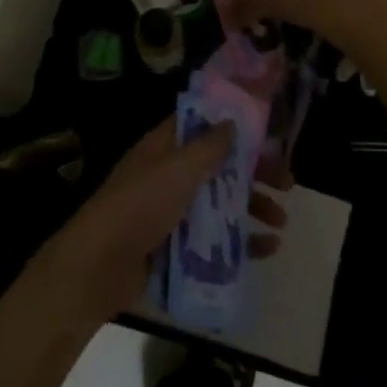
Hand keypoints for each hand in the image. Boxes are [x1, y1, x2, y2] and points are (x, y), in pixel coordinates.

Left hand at [35, 119, 290, 326]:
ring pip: (220, 202)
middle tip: (288, 183)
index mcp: (164, 148)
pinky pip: (215, 239)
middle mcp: (169, 174)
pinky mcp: (175, 246)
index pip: (202, 125)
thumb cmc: (139, 206)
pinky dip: (241, 241)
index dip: (234, 124)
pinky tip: (267, 249)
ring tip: (281, 222)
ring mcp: (172, 211)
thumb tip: (232, 120)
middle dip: (254, 172)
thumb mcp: (176, 170)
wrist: (98, 267)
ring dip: (252, 207)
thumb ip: (208, 147)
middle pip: (219, 165)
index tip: (268, 132)